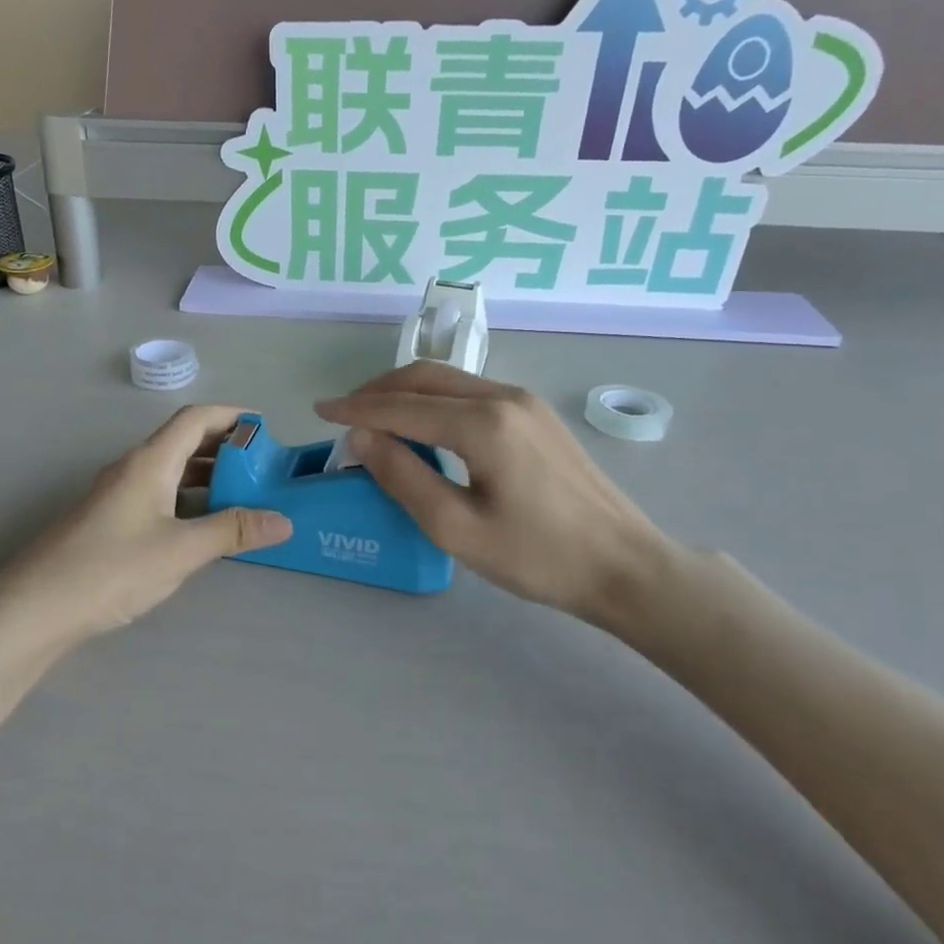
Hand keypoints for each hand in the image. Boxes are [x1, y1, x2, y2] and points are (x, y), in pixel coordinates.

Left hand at [0, 405, 291, 643]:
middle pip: (184, 442)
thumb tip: (283, 520)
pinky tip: (202, 526)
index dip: (231, 416)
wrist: (35, 607)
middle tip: (262, 469)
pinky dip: (187, 500)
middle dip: (225, 449)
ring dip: (207, 477)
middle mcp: (133, 468)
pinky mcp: (110, 520)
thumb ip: (232, 531)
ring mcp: (118, 494)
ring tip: (243, 497)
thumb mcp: (181, 550)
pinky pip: (158, 495)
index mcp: (150, 461)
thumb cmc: (112, 568)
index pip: (195, 419)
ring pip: (170, 471)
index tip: (265, 429)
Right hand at [315, 364, 679, 634]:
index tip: (319, 410)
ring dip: (406, 393)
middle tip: (343, 412)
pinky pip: (472, 393)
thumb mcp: (458, 529)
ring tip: (374, 418)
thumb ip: (404, 478)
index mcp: (483, 424)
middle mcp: (504, 397)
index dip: (355, 409)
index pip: (402, 407)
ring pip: (450, 381)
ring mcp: (525, 402)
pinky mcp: (537, 415)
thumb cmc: (539, 557)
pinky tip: (423, 426)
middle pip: (425, 378)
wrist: (624, 565)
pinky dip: (435, 402)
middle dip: (378, 390)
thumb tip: (362, 438)